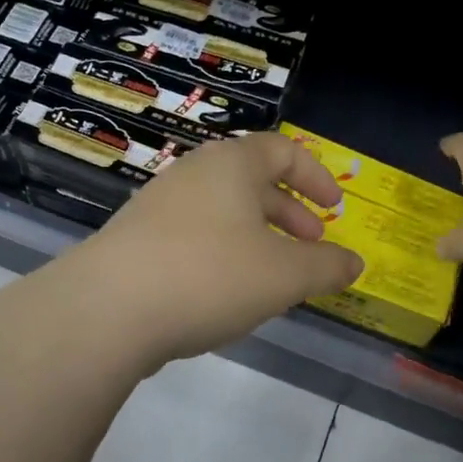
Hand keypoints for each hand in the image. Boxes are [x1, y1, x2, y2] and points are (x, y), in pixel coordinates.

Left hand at [70, 132, 365, 364]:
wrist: (106, 310)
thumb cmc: (209, 276)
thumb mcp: (284, 275)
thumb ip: (326, 267)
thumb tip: (356, 263)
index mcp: (232, 165)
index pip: (284, 151)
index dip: (317, 177)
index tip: (336, 209)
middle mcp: (193, 174)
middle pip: (253, 181)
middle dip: (290, 213)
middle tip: (312, 245)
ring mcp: (159, 205)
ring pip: (223, 211)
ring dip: (257, 236)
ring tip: (274, 274)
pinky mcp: (136, 240)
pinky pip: (195, 235)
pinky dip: (224, 253)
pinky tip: (226, 292)